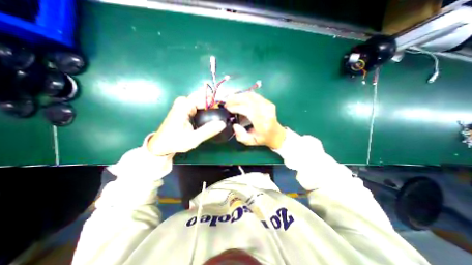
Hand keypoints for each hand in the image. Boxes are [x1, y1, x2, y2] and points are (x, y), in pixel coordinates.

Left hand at [148, 92, 227, 156]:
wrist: (161, 144)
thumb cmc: (175, 142)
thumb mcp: (193, 139)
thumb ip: (208, 131)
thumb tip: (223, 123)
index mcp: (184, 106)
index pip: (203, 99)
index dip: (214, 103)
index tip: (223, 109)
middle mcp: (183, 102)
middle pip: (202, 96)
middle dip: (212, 101)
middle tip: (221, 110)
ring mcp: (182, 104)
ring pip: (199, 98)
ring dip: (208, 103)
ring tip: (217, 110)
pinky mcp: (183, 107)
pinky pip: (196, 102)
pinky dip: (204, 106)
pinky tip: (209, 112)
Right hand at [225, 92, 287, 149]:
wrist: (276, 134)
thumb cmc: (262, 139)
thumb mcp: (250, 141)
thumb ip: (241, 135)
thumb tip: (235, 125)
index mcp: (262, 123)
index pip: (248, 110)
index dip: (236, 107)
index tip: (227, 108)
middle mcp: (266, 112)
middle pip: (249, 100)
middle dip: (235, 99)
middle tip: (226, 101)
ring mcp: (268, 105)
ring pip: (251, 95)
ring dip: (239, 95)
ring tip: (230, 98)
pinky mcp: (268, 102)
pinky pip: (254, 95)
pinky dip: (245, 95)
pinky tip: (239, 97)